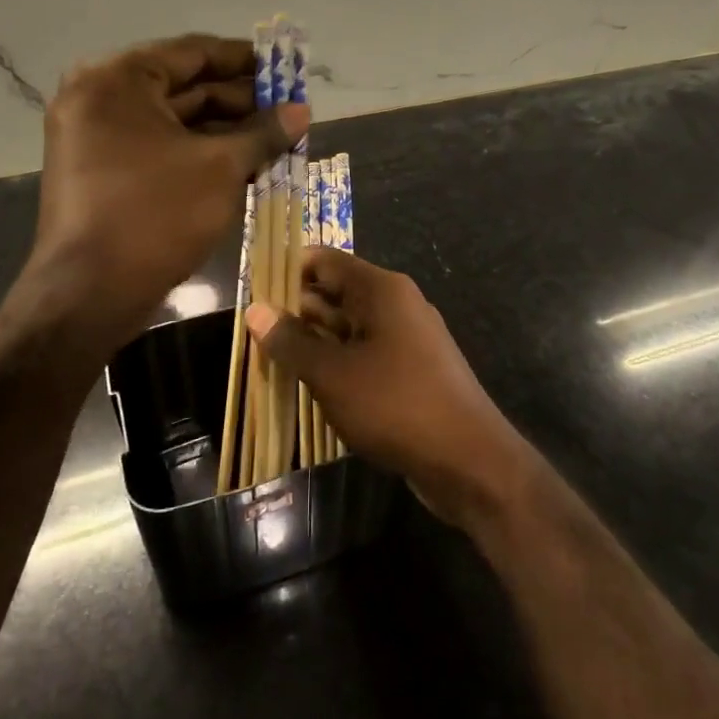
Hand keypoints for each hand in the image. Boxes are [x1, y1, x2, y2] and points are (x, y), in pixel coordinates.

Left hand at [18, 34, 306, 348]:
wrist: (90, 294)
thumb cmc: (156, 215)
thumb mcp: (221, 168)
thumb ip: (263, 133)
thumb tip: (302, 112)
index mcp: (117, 80)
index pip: (193, 52)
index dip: (244, 60)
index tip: (283, 67)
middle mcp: (99, 98)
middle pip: (184, 87)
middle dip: (240, 101)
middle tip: (288, 110)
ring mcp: (96, 138)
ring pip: (175, 122)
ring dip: (225, 130)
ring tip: (276, 140)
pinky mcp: (102, 172)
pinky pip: (160, 148)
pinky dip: (200, 153)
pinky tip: (245, 164)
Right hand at [247, 251, 535, 527]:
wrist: (467, 458)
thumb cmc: (396, 405)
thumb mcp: (333, 374)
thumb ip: (292, 341)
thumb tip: (256, 309)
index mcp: (382, 290)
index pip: (326, 261)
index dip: (288, 270)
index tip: (252, 291)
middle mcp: (397, 304)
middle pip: (337, 293)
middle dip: (295, 310)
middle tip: (250, 332)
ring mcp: (408, 337)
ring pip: (349, 327)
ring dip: (313, 341)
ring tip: (268, 358)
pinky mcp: (412, 369)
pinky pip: (366, 353)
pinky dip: (337, 363)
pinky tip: (309, 384)